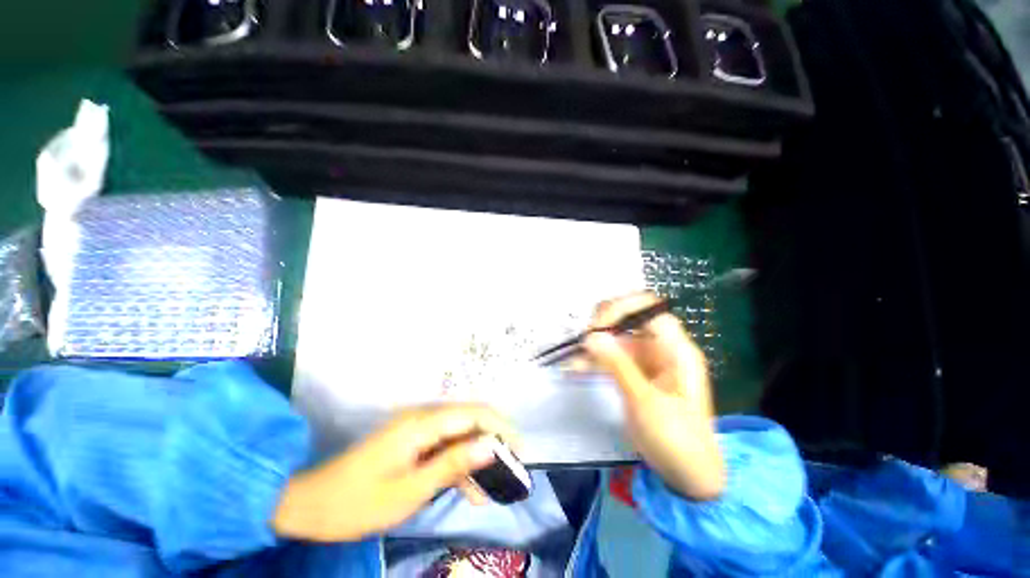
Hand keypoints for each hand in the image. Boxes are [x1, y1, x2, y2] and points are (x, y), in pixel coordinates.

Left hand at [272, 404, 520, 541]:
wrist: (311, 504)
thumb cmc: (357, 502)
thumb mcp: (409, 491)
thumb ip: (452, 465)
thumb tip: (491, 446)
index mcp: (423, 423)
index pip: (474, 413)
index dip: (501, 427)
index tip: (520, 451)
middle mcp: (424, 417)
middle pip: (471, 420)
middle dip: (494, 441)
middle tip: (510, 471)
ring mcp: (419, 429)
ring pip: (461, 434)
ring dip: (478, 457)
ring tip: (493, 488)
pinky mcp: (414, 442)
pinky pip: (446, 446)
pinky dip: (461, 464)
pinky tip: (470, 489)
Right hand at [583, 293, 725, 500]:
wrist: (687, 476)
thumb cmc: (676, 438)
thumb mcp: (645, 401)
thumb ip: (617, 365)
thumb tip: (591, 336)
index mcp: (675, 349)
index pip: (650, 309)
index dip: (623, 308)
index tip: (597, 325)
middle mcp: (661, 348)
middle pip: (630, 319)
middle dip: (604, 324)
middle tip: (583, 339)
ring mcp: (646, 361)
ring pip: (616, 339)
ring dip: (594, 345)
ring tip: (573, 357)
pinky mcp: (634, 374)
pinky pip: (611, 358)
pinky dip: (594, 361)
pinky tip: (575, 368)